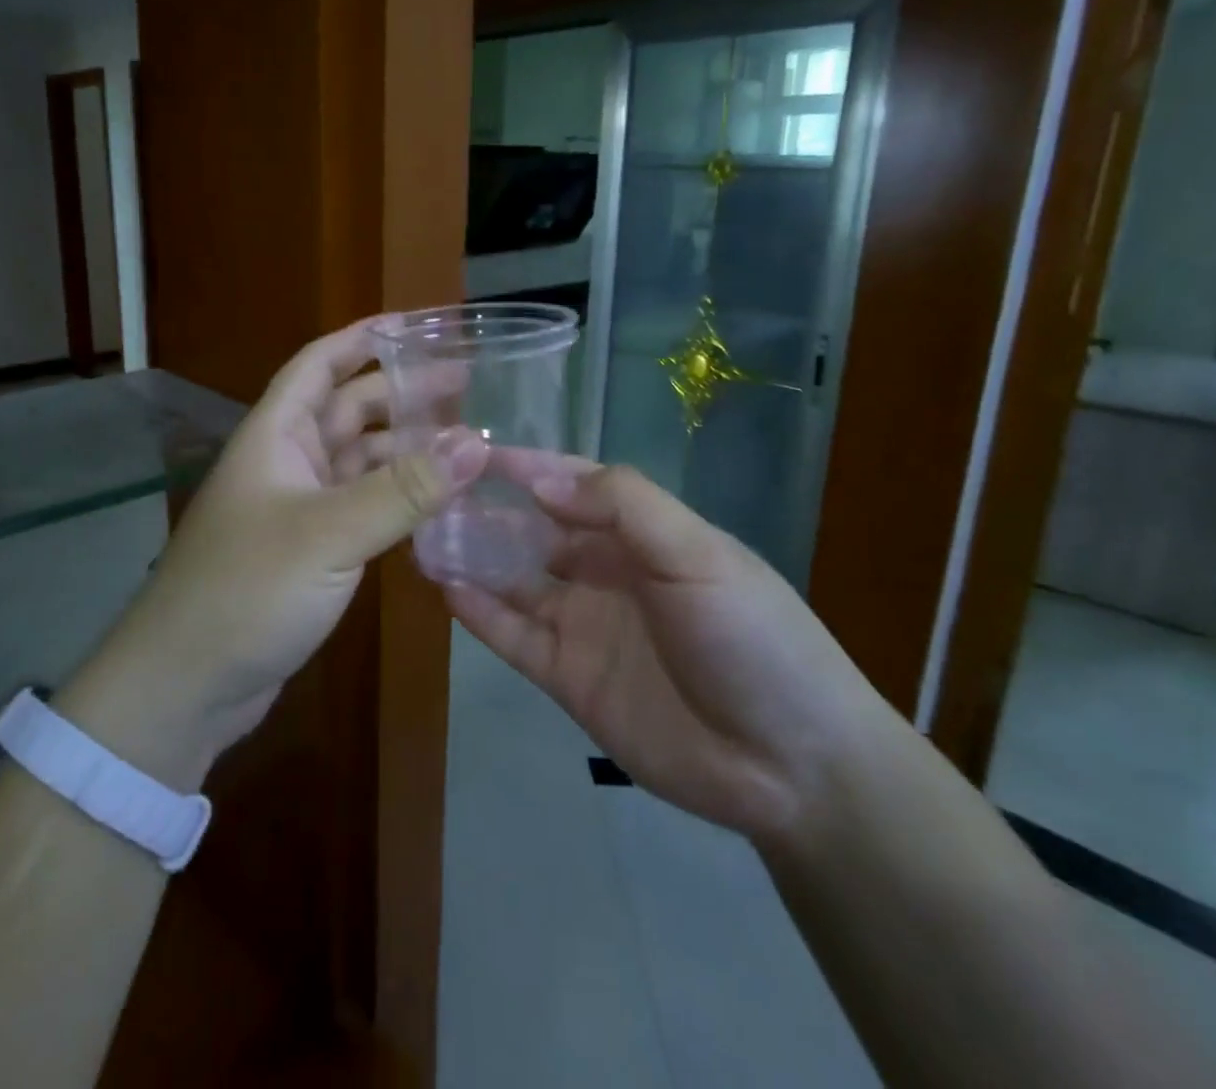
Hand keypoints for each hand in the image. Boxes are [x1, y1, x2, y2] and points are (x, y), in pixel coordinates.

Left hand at [56, 319, 485, 788]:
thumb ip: (404, 488)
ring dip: (405, 447)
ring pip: (359, 459)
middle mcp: (287, 461)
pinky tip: (438, 499)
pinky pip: (362, 504)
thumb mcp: (330, 533)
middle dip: (402, 392)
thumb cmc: (247, 590)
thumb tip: (477, 441)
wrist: (186, 685)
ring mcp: (298, 507)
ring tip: (466, 440)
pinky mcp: (312, 550)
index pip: (320, 363)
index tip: (419, 324)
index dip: (365, 337)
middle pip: (348, 408)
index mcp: (276, 435)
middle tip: (467, 385)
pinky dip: (397, 496)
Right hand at [444, 454, 887, 842]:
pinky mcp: (568, 678)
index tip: (473, 450)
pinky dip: (480, 613)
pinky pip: (514, 637)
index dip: (527, 467)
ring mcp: (585, 626)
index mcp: (643, 535)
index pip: (574, 486)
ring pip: (515, 581)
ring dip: (474, 558)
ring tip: (423, 535)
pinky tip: (446, 588)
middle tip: (430, 492)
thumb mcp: (697, 554)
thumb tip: (541, 479)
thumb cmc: (752, 637)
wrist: (792, 765)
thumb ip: (623, 506)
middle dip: (488, 511)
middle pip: (535, 531)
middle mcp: (608, 573)